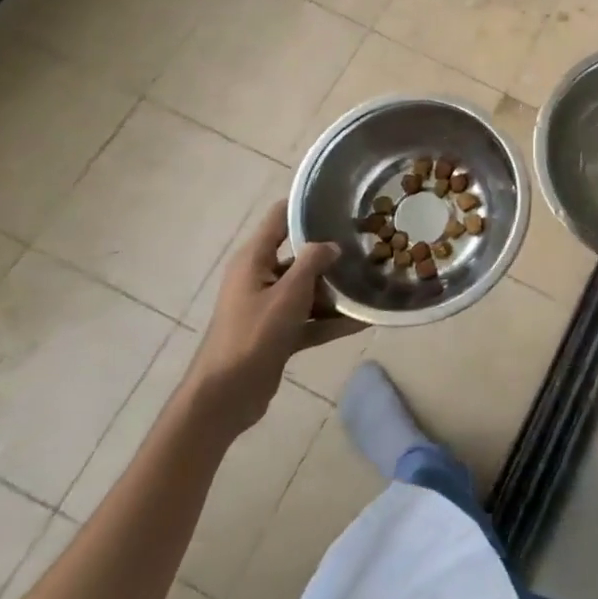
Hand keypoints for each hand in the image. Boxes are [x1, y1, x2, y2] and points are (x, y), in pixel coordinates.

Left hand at [184, 203, 364, 436]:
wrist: (225, 397)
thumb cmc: (253, 335)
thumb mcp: (288, 293)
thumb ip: (312, 262)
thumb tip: (332, 244)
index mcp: (254, 259)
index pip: (280, 218)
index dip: (308, 207)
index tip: (342, 201)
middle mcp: (259, 277)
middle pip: (299, 254)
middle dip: (331, 252)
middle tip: (368, 243)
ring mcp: (268, 306)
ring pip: (307, 288)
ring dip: (335, 289)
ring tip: (372, 281)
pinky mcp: (277, 333)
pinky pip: (310, 319)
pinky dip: (331, 320)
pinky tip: (363, 321)